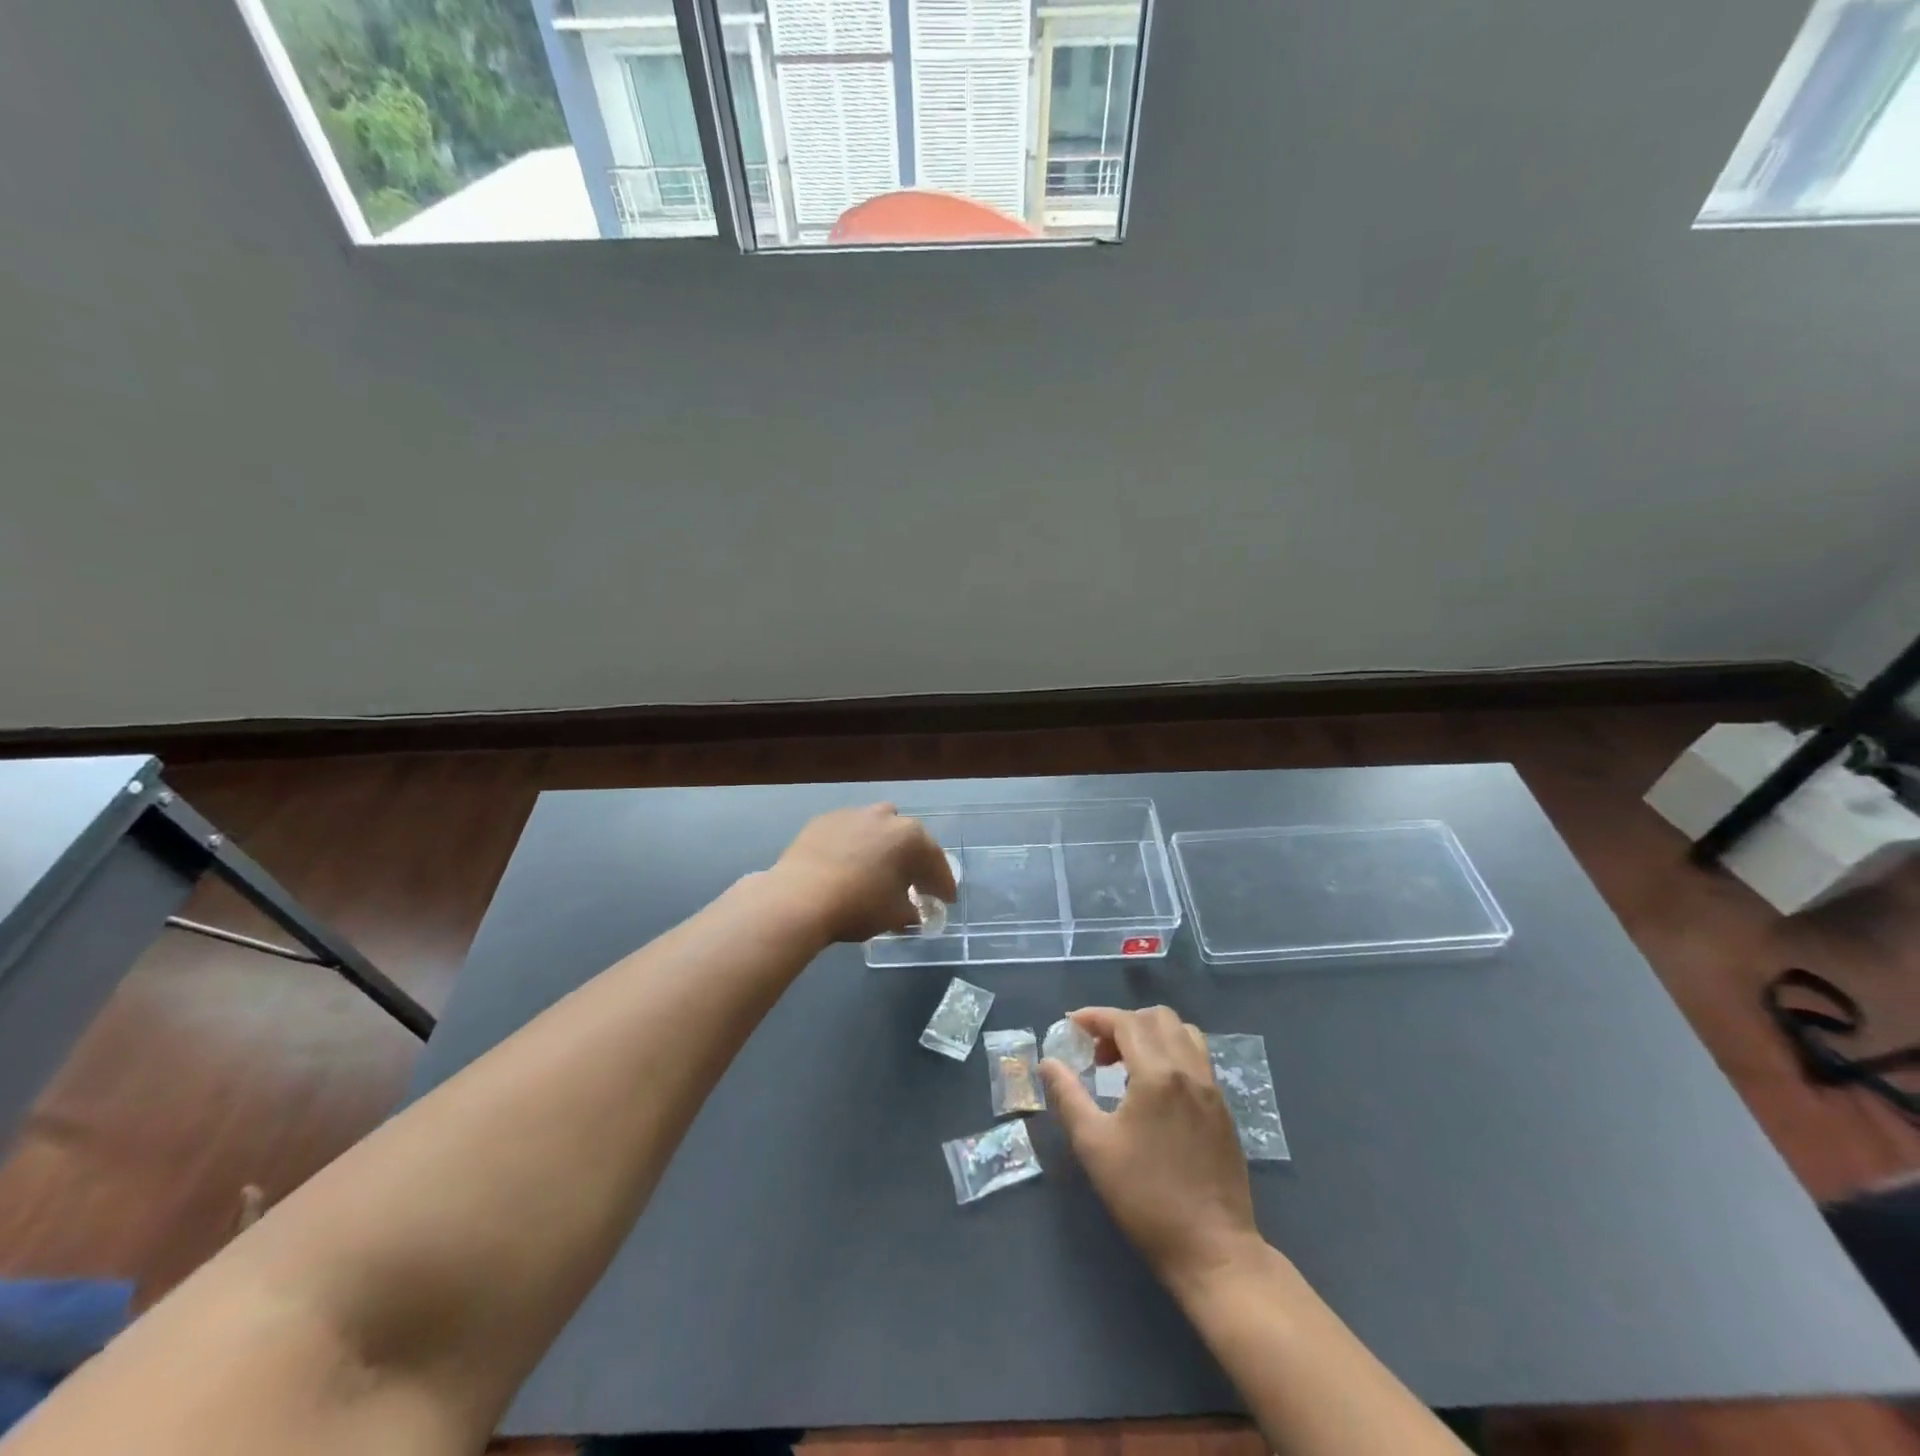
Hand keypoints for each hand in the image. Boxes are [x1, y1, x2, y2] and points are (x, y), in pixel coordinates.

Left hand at [770, 804, 956, 944]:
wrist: (799, 897)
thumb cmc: (858, 905)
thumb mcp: (894, 916)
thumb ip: (910, 912)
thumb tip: (912, 913)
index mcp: (910, 837)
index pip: (936, 862)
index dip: (943, 884)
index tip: (946, 900)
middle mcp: (885, 817)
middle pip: (908, 839)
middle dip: (914, 861)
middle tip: (915, 885)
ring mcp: (852, 814)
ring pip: (877, 828)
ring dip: (883, 846)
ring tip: (878, 869)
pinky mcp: (824, 820)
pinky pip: (849, 832)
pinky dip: (854, 846)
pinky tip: (847, 866)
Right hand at [1040, 1006, 1261, 1295]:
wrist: (1212, 1249)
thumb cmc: (1145, 1197)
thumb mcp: (1094, 1146)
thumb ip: (1068, 1096)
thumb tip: (1048, 1063)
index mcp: (1158, 1074)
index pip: (1126, 1022)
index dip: (1096, 1017)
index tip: (1071, 1025)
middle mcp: (1190, 1070)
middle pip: (1158, 1018)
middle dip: (1123, 1023)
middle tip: (1098, 1053)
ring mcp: (1212, 1089)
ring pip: (1183, 1033)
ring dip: (1151, 1035)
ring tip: (1127, 1066)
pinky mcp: (1223, 1109)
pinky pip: (1197, 1058)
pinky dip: (1172, 1054)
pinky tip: (1154, 1090)